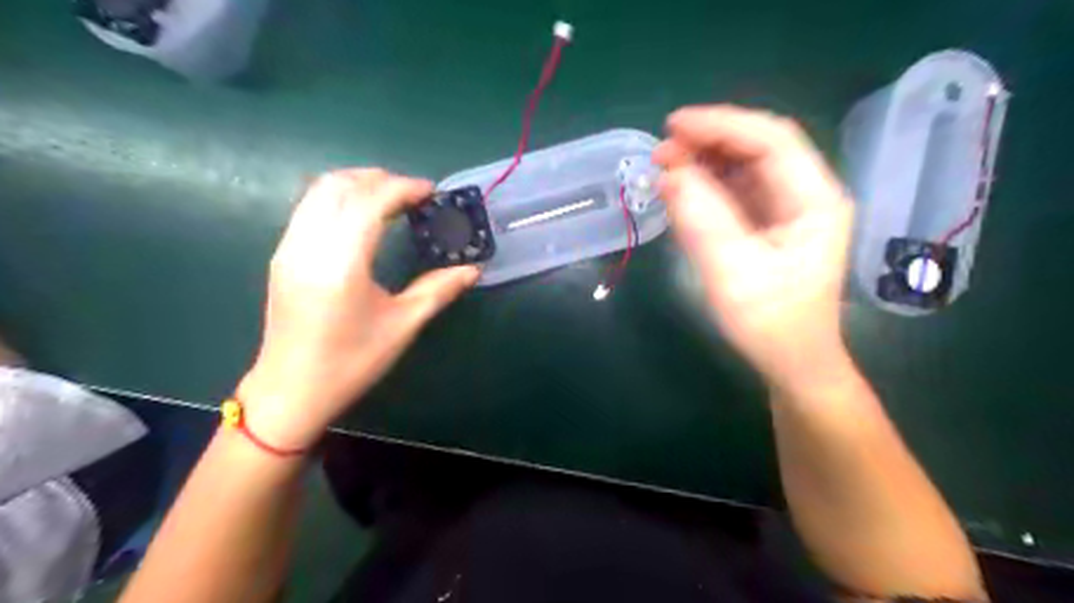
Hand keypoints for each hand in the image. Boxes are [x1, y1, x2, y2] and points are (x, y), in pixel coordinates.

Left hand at [242, 167, 482, 446]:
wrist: (291, 390)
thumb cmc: (351, 362)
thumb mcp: (402, 325)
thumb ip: (439, 289)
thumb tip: (473, 269)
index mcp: (341, 263)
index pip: (370, 201)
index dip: (403, 187)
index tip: (431, 192)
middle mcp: (309, 245)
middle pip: (340, 185)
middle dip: (380, 178)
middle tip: (414, 194)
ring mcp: (289, 247)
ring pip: (319, 191)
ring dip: (357, 183)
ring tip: (391, 198)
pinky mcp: (282, 255)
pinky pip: (310, 207)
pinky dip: (339, 198)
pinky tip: (362, 216)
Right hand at [654, 105, 857, 393]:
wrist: (791, 362)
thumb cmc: (770, 324)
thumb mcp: (733, 274)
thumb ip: (703, 221)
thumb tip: (670, 175)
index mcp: (815, 200)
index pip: (772, 140)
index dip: (722, 124)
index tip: (674, 126)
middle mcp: (806, 195)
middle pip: (758, 148)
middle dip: (708, 141)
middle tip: (660, 152)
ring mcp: (787, 209)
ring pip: (744, 167)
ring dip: (703, 161)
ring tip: (663, 167)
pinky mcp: (768, 224)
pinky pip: (735, 191)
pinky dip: (705, 185)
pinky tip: (680, 190)